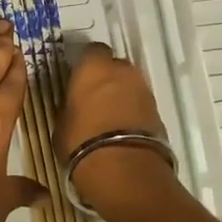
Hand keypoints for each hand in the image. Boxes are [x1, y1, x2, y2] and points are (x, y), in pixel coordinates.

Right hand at [54, 44, 177, 209]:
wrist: (124, 170)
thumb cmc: (82, 142)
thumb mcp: (62, 123)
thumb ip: (70, 107)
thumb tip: (74, 106)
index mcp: (94, 68)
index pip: (92, 51)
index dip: (86, 64)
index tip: (78, 78)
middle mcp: (122, 72)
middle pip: (115, 66)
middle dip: (107, 78)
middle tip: (94, 97)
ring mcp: (144, 91)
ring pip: (130, 85)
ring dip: (122, 95)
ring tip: (109, 117)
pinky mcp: (158, 112)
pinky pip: (141, 105)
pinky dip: (133, 112)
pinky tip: (122, 130)